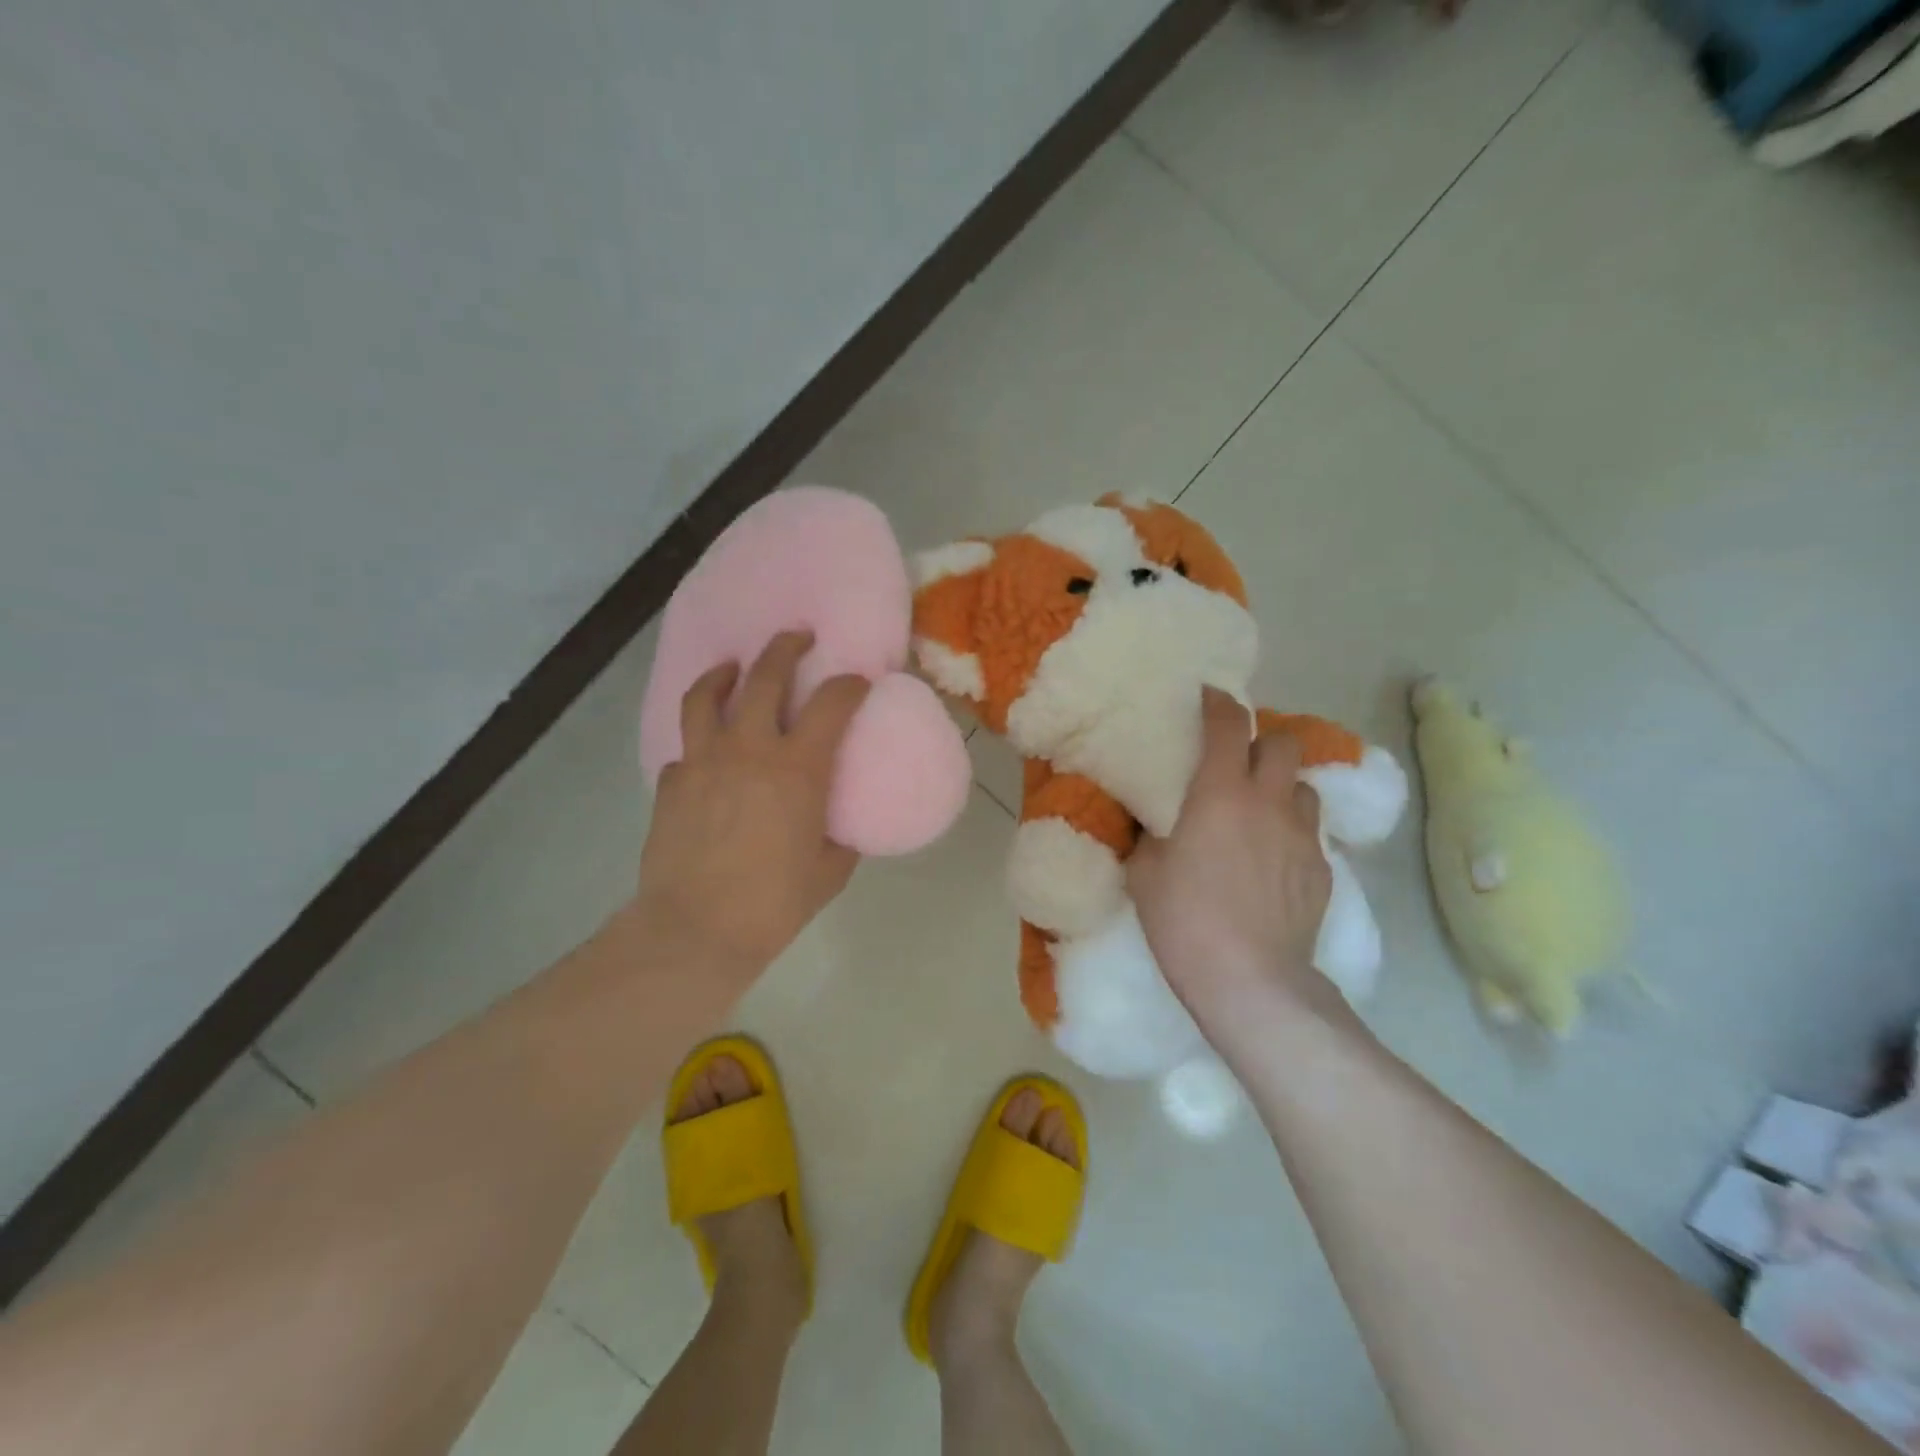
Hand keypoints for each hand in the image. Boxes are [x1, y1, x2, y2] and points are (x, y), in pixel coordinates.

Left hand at [635, 631, 869, 979]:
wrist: (696, 931)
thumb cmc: (774, 904)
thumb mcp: (829, 872)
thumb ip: (839, 838)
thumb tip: (840, 826)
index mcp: (798, 769)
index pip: (832, 704)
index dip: (850, 684)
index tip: (859, 679)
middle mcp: (749, 750)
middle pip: (765, 677)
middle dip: (785, 648)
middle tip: (798, 636)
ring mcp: (703, 762)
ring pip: (707, 696)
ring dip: (724, 674)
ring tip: (733, 668)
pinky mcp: (672, 784)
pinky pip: (685, 748)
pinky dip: (699, 743)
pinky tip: (706, 753)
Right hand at [1128, 688, 1336, 1033]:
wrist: (1250, 979)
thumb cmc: (1184, 919)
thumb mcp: (1145, 871)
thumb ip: (1150, 834)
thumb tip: (1151, 819)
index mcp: (1220, 793)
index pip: (1228, 726)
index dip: (1219, 703)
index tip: (1209, 696)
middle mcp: (1268, 803)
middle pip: (1283, 743)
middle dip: (1262, 741)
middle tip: (1238, 761)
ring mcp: (1302, 836)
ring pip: (1302, 787)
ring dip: (1281, 787)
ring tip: (1260, 810)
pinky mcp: (1323, 870)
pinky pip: (1309, 832)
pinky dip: (1290, 831)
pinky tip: (1273, 860)